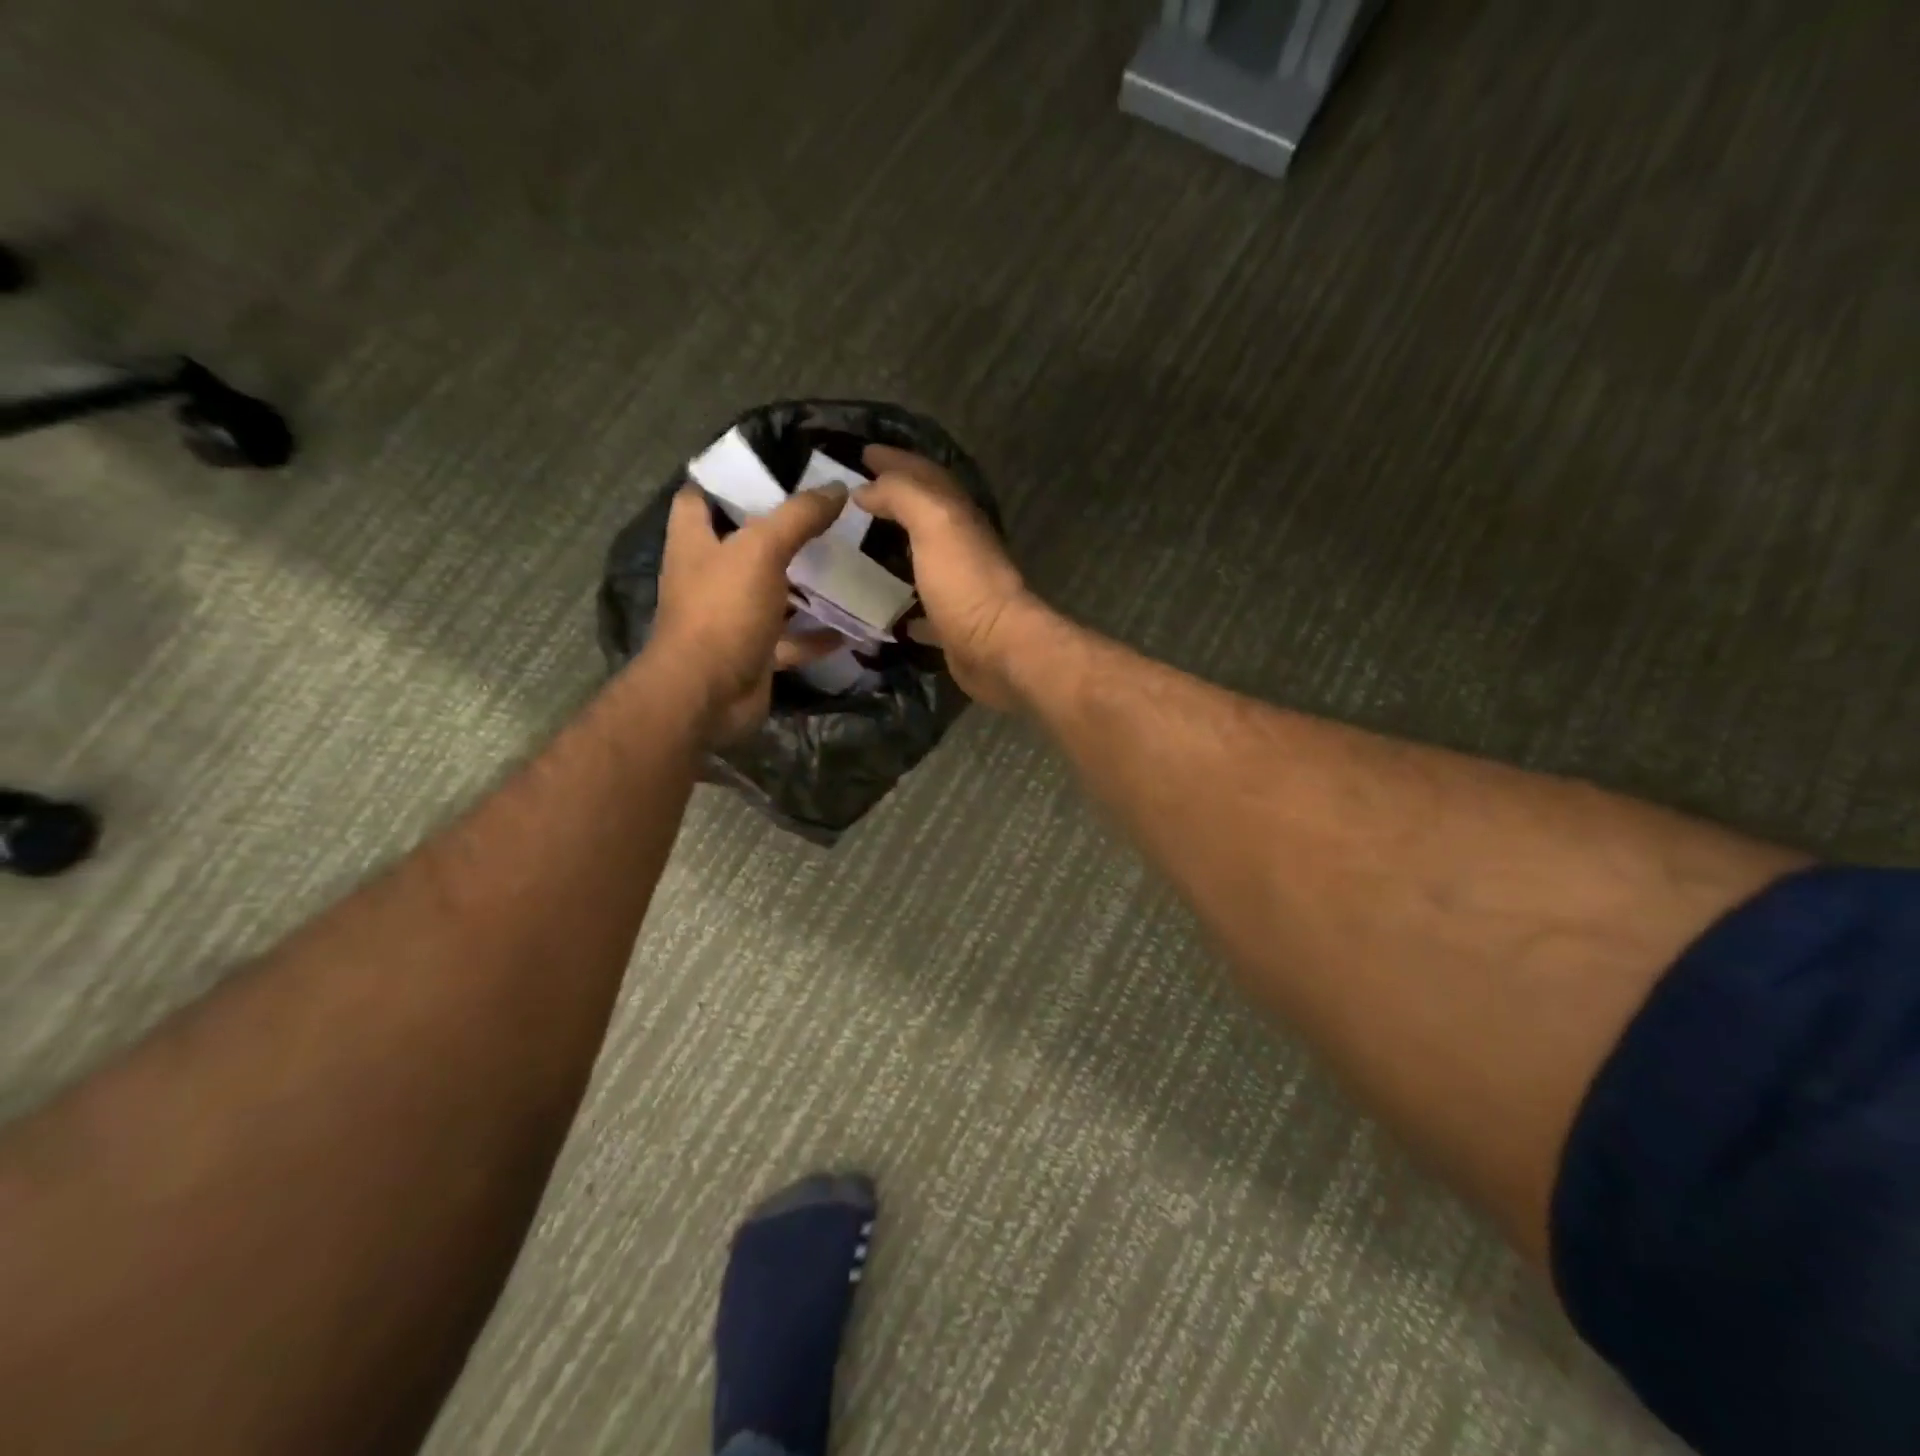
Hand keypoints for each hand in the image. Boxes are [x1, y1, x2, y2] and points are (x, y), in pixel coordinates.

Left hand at [650, 484, 846, 741]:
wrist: (708, 694)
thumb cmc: (723, 610)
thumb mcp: (762, 550)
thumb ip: (798, 516)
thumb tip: (837, 488)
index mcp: (695, 542)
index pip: (699, 497)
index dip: (728, 480)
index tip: (773, 470)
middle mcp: (710, 576)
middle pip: (745, 545)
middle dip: (783, 532)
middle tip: (828, 516)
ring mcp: (733, 617)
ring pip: (773, 593)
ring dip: (805, 585)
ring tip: (848, 564)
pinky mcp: (755, 651)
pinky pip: (791, 638)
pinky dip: (818, 634)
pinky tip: (852, 625)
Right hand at [857, 446, 1045, 710]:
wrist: (997, 649)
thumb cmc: (965, 582)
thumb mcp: (934, 523)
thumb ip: (902, 496)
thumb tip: (867, 488)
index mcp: (957, 516)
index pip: (924, 475)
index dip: (896, 460)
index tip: (863, 452)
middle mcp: (961, 546)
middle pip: (925, 513)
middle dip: (894, 499)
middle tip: (857, 496)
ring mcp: (957, 586)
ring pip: (923, 557)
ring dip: (896, 547)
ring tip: (859, 546)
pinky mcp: (950, 624)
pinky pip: (921, 606)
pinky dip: (901, 602)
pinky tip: (880, 606)